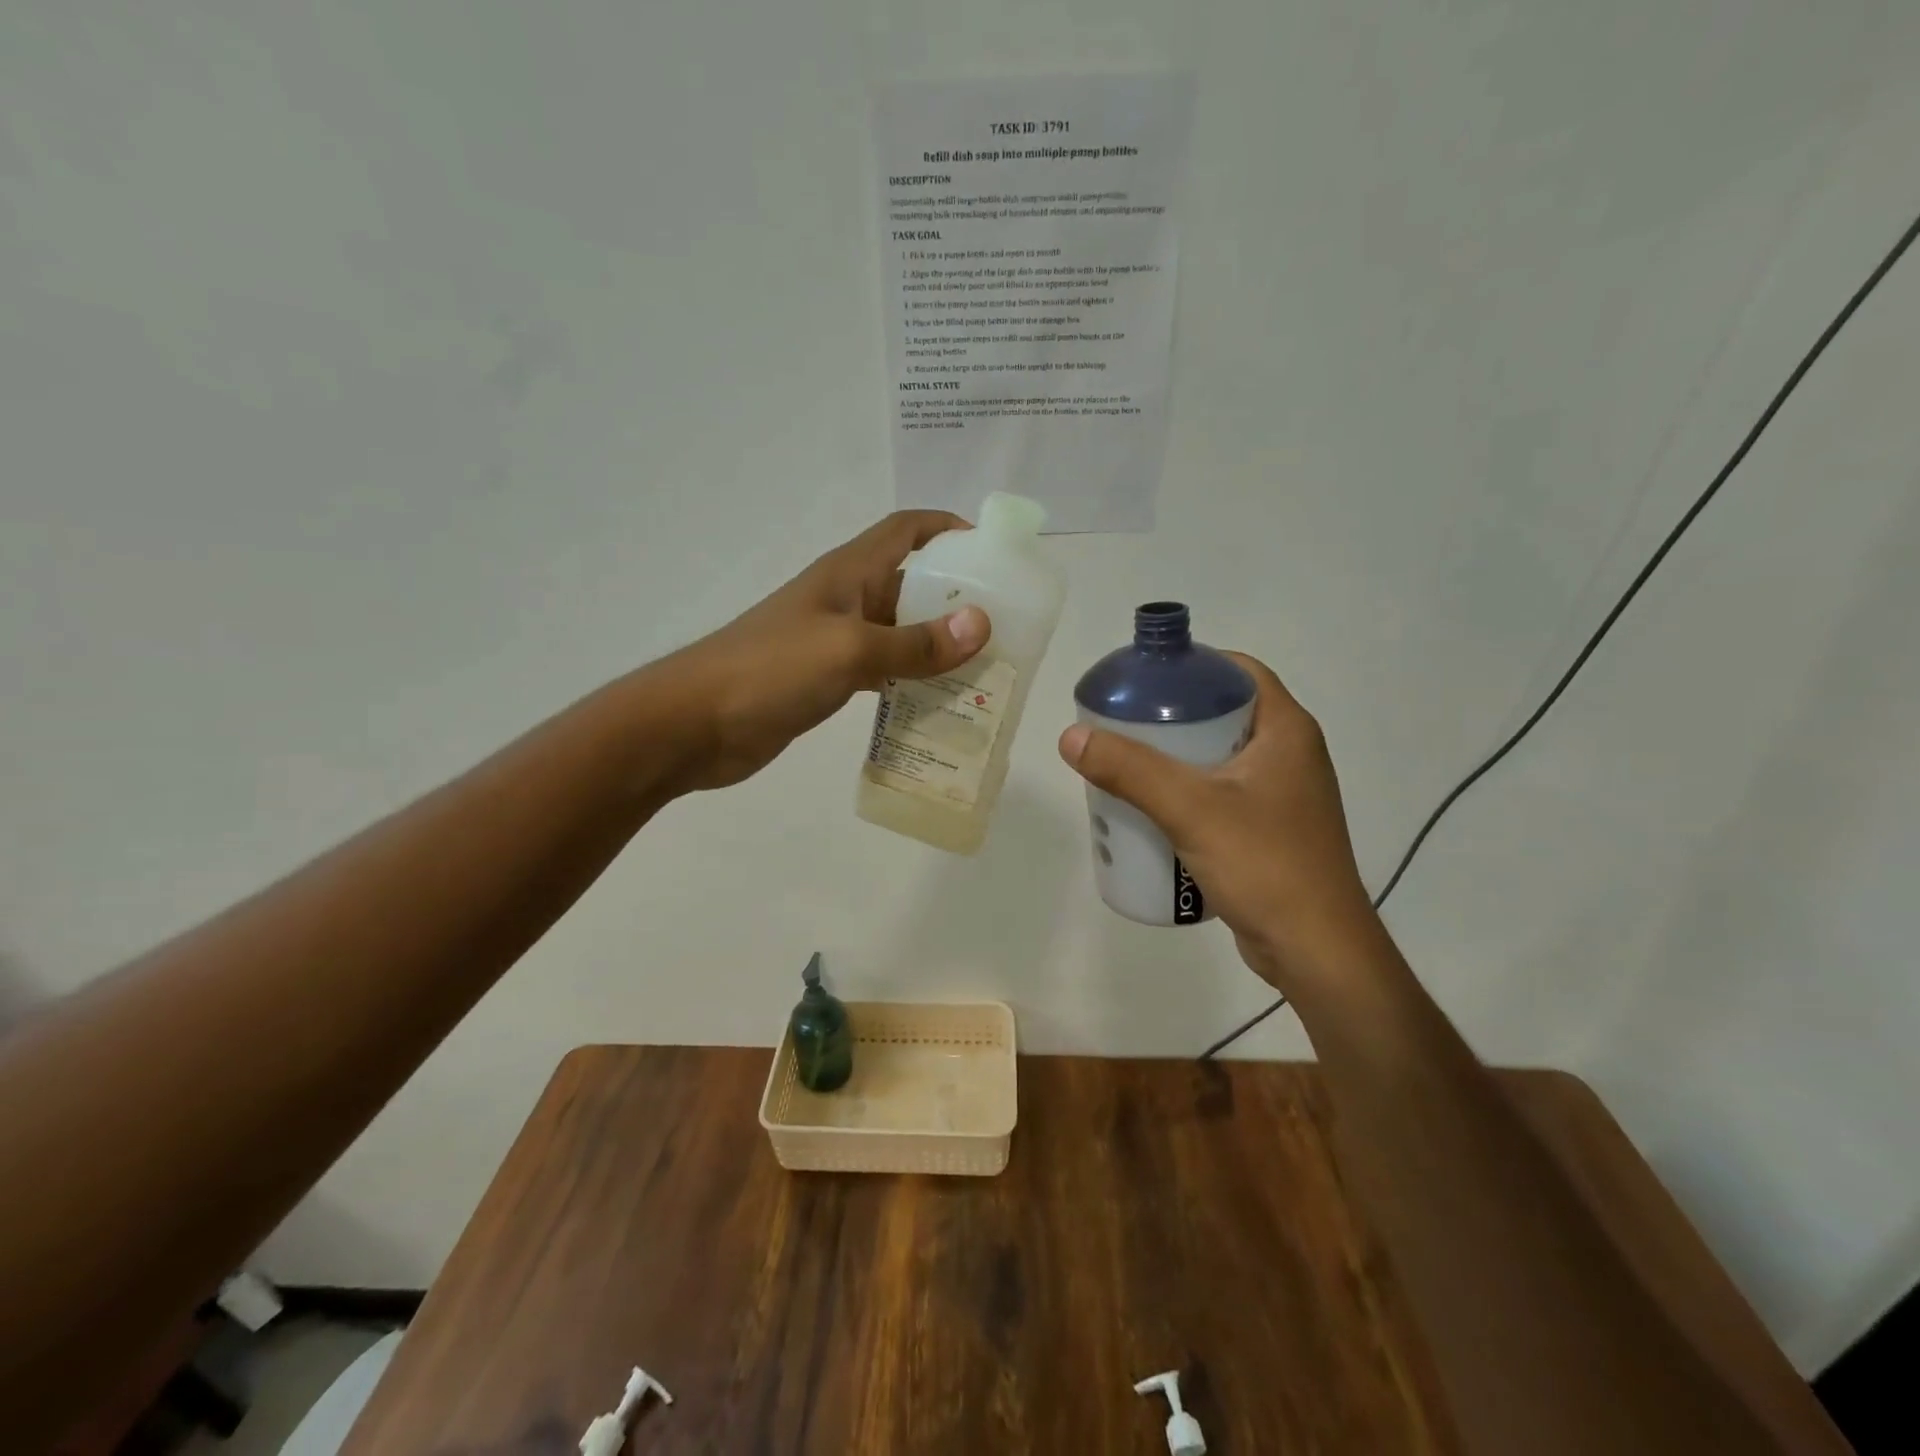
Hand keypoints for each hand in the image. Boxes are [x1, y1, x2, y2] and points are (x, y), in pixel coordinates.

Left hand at [669, 511, 989, 790]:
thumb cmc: (769, 671)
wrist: (693, 724)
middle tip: (1004, 631)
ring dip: (937, 646)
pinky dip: (910, 681)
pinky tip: (938, 704)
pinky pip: (881, 671)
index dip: (948, 529)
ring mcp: (834, 641)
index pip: (906, 530)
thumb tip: (981, 625)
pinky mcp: (826, 679)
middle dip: (956, 599)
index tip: (993, 554)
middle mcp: (845, 600)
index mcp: (848, 574)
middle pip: (911, 585)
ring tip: (984, 671)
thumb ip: (914, 642)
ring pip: (899, 633)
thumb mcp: (849, 650)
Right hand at [1058, 654, 1380, 993]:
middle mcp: (1290, 755)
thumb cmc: (1264, 865)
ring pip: (1218, 758)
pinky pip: (1220, 795)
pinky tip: (1151, 810)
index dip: (1191, 665)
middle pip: (1222, 714)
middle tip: (1122, 725)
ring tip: (1126, 765)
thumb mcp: (1190, 808)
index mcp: (1286, 731)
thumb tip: (1072, 736)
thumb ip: (1130, 770)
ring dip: (1174, 758)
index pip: (1238, 671)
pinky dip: (1186, 794)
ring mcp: (1281, 796)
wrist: (1315, 952)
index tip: (1143, 678)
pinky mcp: (1269, 831)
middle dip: (1170, 716)